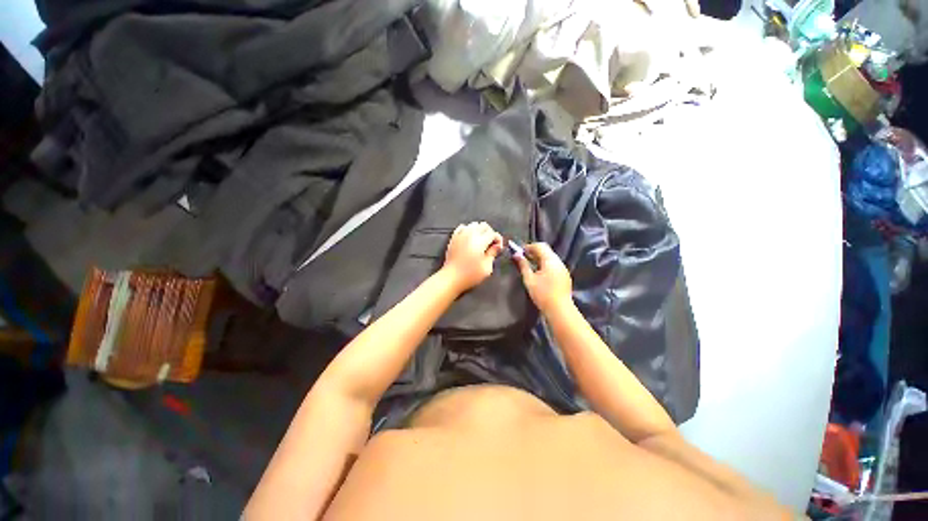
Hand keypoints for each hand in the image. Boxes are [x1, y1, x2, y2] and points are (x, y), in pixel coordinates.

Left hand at [442, 222, 502, 292]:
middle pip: (484, 226)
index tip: (499, 247)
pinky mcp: (453, 238)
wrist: (451, 278)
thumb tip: (497, 246)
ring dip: (479, 230)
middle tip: (491, 243)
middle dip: (490, 233)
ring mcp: (460, 235)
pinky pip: (462, 228)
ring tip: (481, 241)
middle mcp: (470, 235)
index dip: (498, 239)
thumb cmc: (469, 275)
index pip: (493, 233)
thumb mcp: (486, 267)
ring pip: (473, 224)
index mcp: (480, 241)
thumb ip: (493, 254)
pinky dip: (468, 230)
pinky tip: (470, 238)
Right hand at [514, 243, 572, 313]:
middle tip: (524, 258)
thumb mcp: (529, 279)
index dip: (529, 247)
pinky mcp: (565, 275)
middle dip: (534, 252)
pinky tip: (540, 273)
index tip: (520, 252)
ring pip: (550, 257)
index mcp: (550, 260)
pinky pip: (554, 265)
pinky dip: (546, 264)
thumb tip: (517, 255)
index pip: (540, 246)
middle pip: (546, 250)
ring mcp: (563, 268)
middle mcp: (558, 261)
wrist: (560, 309)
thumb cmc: (542, 294)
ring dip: (540, 258)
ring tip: (530, 265)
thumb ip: (523, 265)